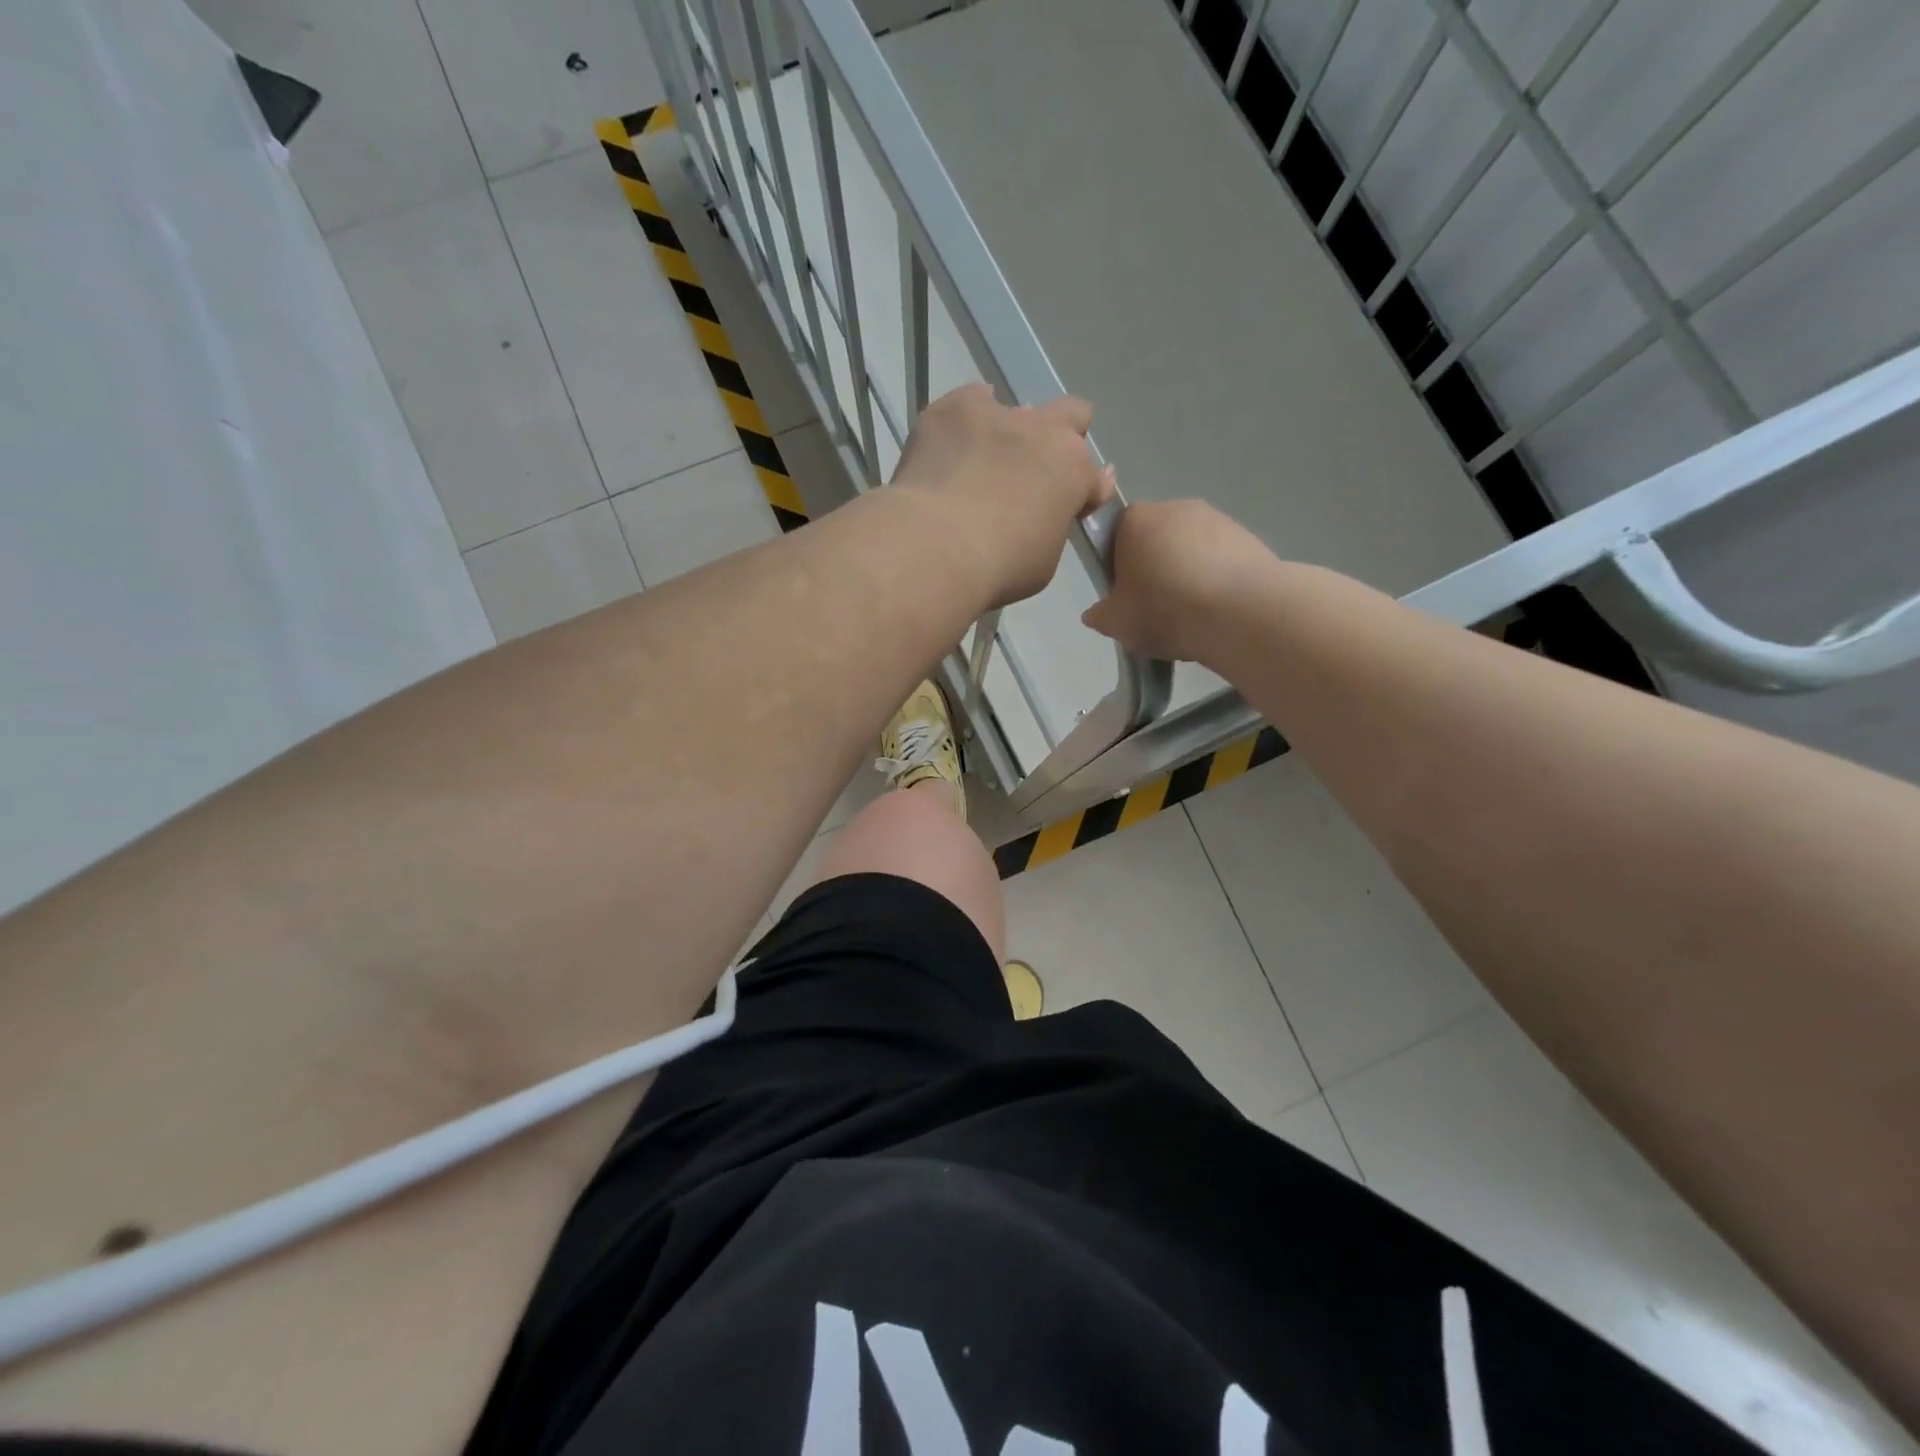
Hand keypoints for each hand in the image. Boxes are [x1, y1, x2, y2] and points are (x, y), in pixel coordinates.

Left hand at [891, 383, 1114, 606]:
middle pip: (1071, 415)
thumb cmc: (998, 568)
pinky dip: (968, 419)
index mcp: (1073, 472)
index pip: (1095, 477)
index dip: (1084, 492)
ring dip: (1009, 434)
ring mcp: (999, 413)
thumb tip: (1044, 511)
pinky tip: (952, 444)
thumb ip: (1052, 527)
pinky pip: (971, 400)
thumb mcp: (1044, 561)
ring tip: (982, 465)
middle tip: (1035, 471)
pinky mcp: (954, 408)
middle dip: (1062, 438)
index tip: (1070, 508)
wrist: (935, 547)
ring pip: (1018, 409)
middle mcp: (1044, 432)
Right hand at [1082, 500, 1278, 664]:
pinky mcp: (1248, 537)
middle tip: (1156, 609)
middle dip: (1154, 568)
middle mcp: (1175, 507)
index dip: (1117, 566)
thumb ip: (1100, 614)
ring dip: (1188, 574)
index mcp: (1134, 519)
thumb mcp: (1116, 623)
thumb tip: (1097, 612)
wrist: (1242, 613)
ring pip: (1190, 549)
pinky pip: (1221, 560)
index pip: (1115, 534)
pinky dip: (1217, 580)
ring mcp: (1216, 518)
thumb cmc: (1165, 609)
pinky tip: (1218, 612)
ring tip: (1192, 615)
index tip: (1124, 595)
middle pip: (1155, 538)